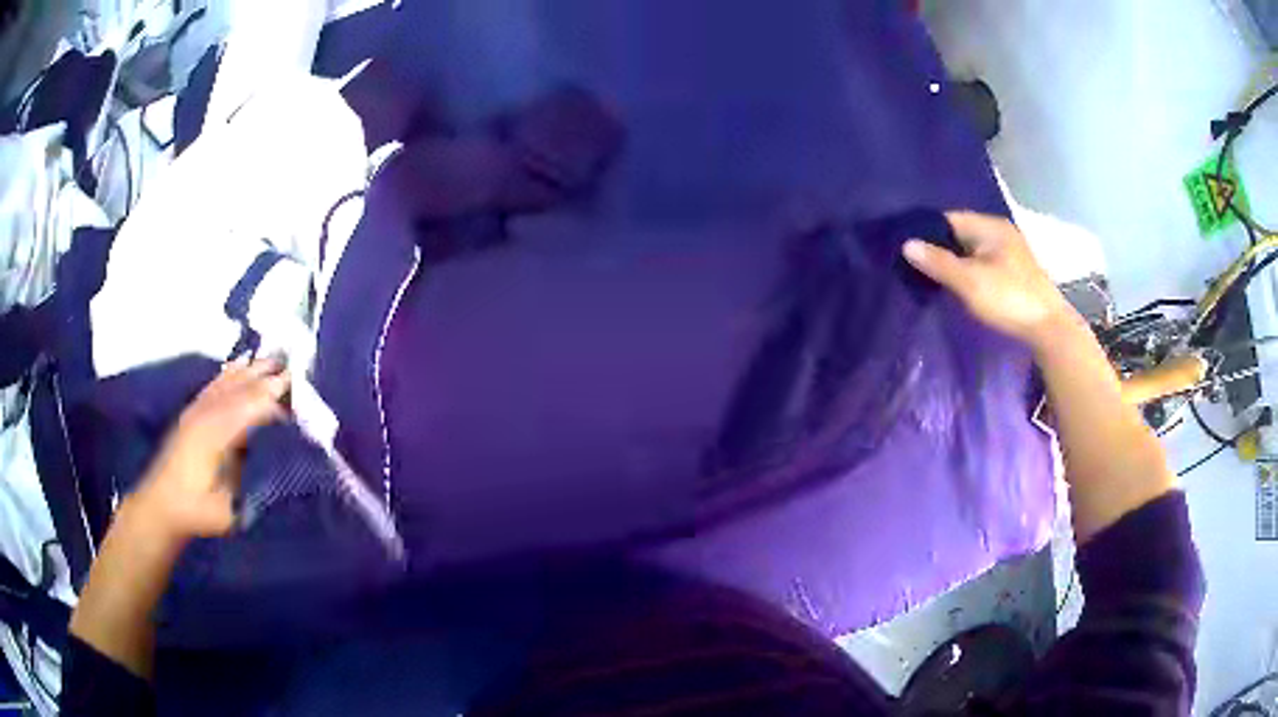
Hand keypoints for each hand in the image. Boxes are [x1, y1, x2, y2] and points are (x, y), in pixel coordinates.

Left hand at [131, 359, 290, 540]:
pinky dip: (230, 372)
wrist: (161, 506)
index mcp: (217, 436)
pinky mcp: (192, 413)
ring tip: (275, 359)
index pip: (251, 409)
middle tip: (296, 368)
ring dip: (252, 370)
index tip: (300, 397)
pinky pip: (214, 384)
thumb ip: (250, 484)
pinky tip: (240, 364)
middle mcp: (207, 415)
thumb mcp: (227, 508)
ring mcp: (197, 411)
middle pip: (241, 389)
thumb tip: (277, 463)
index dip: (275, 401)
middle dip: (268, 377)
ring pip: (228, 382)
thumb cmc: (197, 512)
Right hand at [902, 211, 1077, 350]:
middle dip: (939, 248)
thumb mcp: (970, 282)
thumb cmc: (1009, 299)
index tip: (905, 248)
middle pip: (961, 235)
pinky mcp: (1013, 273)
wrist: (1049, 329)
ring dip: (954, 263)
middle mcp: (1000, 233)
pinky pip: (982, 265)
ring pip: (972, 252)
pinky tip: (958, 287)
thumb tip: (906, 244)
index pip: (949, 219)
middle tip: (913, 266)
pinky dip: (968, 272)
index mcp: (990, 227)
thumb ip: (938, 262)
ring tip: (930, 278)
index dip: (927, 232)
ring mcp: (1009, 253)